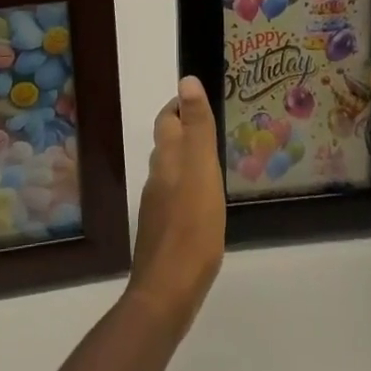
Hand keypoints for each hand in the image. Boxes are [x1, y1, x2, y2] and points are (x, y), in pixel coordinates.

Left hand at [126, 76, 225, 333]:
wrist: (168, 291)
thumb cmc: (192, 226)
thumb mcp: (202, 169)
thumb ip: (197, 127)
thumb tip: (187, 80)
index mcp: (167, 158)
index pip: (167, 119)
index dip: (180, 105)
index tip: (200, 100)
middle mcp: (157, 177)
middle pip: (167, 143)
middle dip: (184, 130)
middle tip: (213, 128)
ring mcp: (157, 207)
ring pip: (170, 171)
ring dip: (187, 160)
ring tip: (213, 162)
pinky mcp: (162, 233)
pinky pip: (175, 198)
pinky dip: (188, 189)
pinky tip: (204, 203)